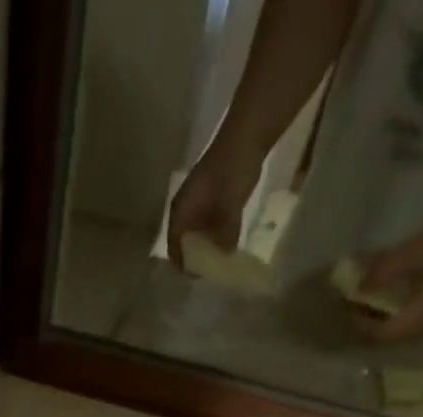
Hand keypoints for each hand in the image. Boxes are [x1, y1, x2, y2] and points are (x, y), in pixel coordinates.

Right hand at [166, 142, 264, 266]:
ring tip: (220, 260)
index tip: (198, 277)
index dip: (183, 264)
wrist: (247, 133)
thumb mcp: (229, 205)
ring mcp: (197, 202)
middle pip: (184, 243)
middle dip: (196, 258)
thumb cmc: (231, 168)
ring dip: (207, 247)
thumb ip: (226, 233)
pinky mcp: (210, 197)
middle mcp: (184, 210)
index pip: (175, 247)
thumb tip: (225, 256)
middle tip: (211, 272)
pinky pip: (208, 224)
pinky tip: (228, 241)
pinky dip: (216, 234)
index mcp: (180, 212)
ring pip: (197, 234)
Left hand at [357, 202, 422, 342]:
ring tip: (368, 295)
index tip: (348, 306)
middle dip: (368, 321)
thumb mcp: (420, 250)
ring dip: (382, 313)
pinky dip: (398, 304)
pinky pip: (414, 312)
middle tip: (353, 303)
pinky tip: (395, 286)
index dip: (359, 324)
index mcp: (418, 318)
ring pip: (401, 325)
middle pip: (388, 334)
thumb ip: (386, 268)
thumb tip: (360, 285)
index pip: (378, 335)